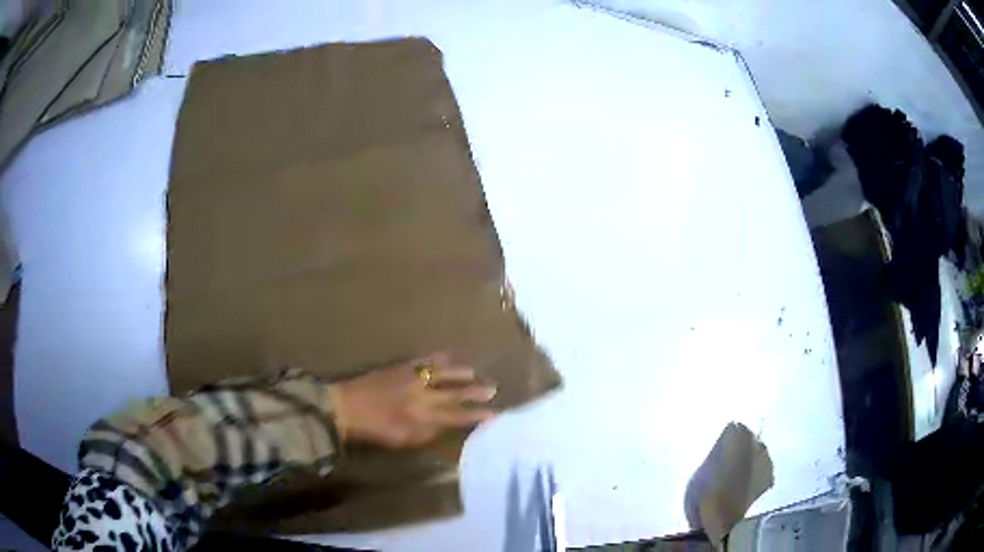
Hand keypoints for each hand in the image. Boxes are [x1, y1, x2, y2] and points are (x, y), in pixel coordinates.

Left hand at [328, 352, 497, 447]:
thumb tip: (445, 427)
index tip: (494, 413)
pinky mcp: (400, 366)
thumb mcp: (401, 440)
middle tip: (492, 388)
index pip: (456, 417)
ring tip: (475, 371)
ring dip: (461, 372)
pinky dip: (439, 358)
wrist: (345, 407)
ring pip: (443, 373)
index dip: (476, 415)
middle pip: (454, 393)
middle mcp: (421, 397)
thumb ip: (426, 434)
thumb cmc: (373, 430)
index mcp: (422, 418)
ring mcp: (411, 379)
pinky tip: (449, 355)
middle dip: (475, 391)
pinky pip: (424, 360)